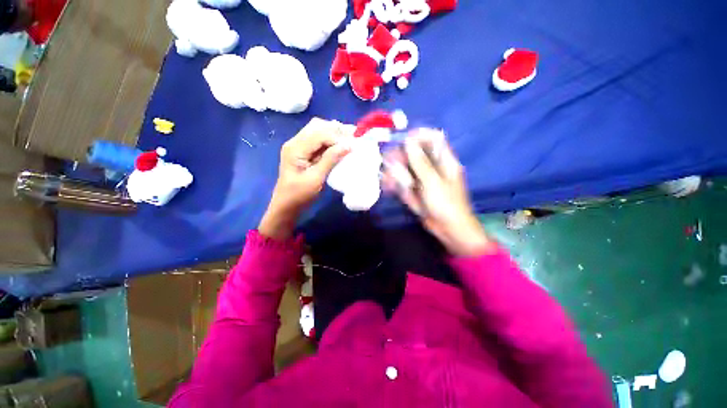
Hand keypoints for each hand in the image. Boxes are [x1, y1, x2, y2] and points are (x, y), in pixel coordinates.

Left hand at [259, 118, 352, 239]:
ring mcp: (298, 146)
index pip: (319, 134)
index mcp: (295, 148)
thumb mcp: (316, 178)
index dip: (337, 137)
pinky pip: (318, 140)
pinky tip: (340, 146)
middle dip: (336, 130)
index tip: (353, 145)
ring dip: (334, 134)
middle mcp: (295, 142)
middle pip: (317, 126)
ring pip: (318, 131)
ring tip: (349, 140)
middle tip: (353, 137)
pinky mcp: (303, 152)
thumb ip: (331, 159)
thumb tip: (348, 145)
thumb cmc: (299, 195)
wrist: (286, 205)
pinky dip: (330, 141)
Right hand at [383, 129, 494, 256]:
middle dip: (401, 156)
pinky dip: (396, 182)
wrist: (449, 229)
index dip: (419, 135)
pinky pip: (405, 182)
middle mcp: (434, 167)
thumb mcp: (433, 182)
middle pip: (417, 154)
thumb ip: (420, 162)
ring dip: (395, 170)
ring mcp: (424, 180)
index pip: (434, 139)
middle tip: (388, 160)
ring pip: (408, 169)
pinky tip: (387, 185)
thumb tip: (409, 142)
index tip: (403, 139)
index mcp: (445, 161)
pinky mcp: (417, 190)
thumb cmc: (446, 204)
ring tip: (385, 175)